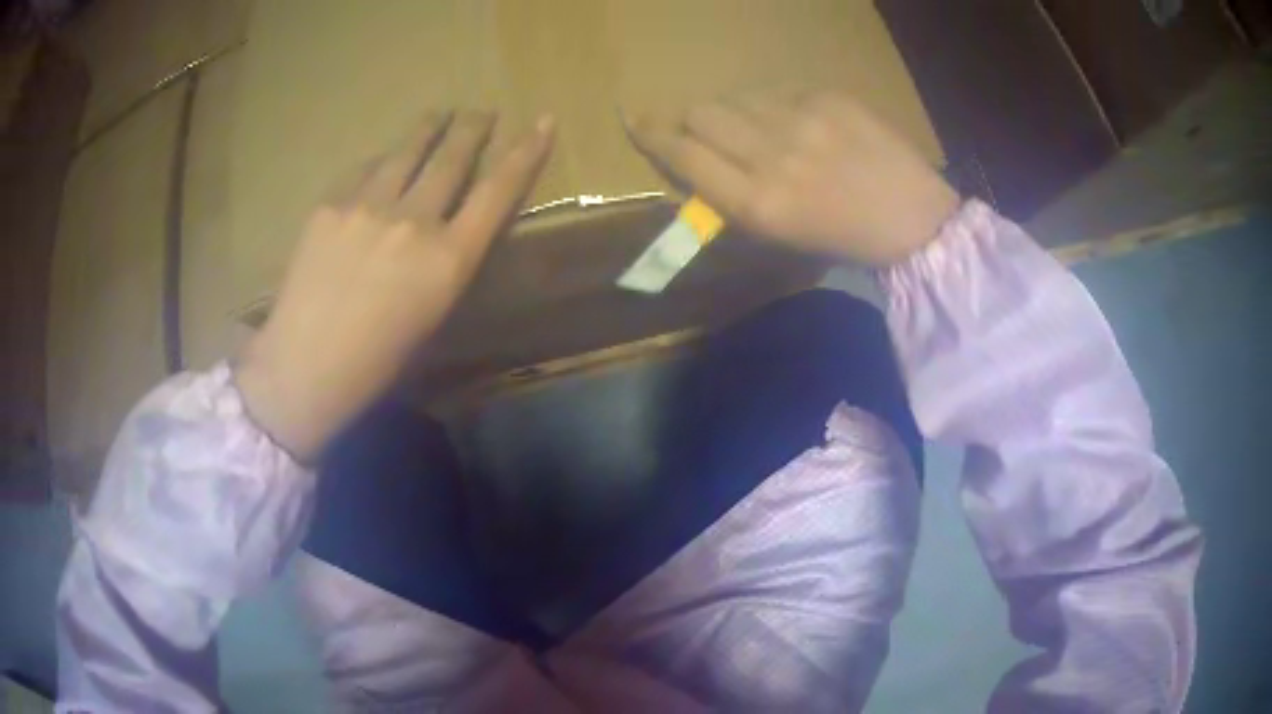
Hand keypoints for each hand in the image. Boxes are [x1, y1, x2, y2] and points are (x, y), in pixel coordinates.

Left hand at [235, 110, 554, 460]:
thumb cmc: (376, 362)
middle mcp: (414, 221)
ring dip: (429, 129)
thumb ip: (445, 261)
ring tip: (440, 115)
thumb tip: (443, 223)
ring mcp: (368, 206)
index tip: (542, 122)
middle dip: (473, 129)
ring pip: (407, 152)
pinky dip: (381, 162)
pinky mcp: (331, 204)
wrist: (305, 366)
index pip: (498, 191)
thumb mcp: (432, 314)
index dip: (525, 153)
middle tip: (482, 112)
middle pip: (452, 158)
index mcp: (449, 259)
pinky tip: (382, 161)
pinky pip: (364, 170)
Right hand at [626, 90, 958, 265]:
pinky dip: (773, 106)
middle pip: (700, 113)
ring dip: (733, 112)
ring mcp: (802, 119)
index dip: (652, 136)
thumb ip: (729, 197)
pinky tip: (799, 124)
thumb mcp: (779, 236)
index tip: (635, 122)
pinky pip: (776, 91)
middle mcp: (772, 155)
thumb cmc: (844, 240)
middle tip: (706, 133)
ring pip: (736, 97)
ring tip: (760, 130)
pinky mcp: (827, 96)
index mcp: (758, 204)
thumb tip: (694, 161)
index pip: (683, 154)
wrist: (915, 219)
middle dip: (693, 122)